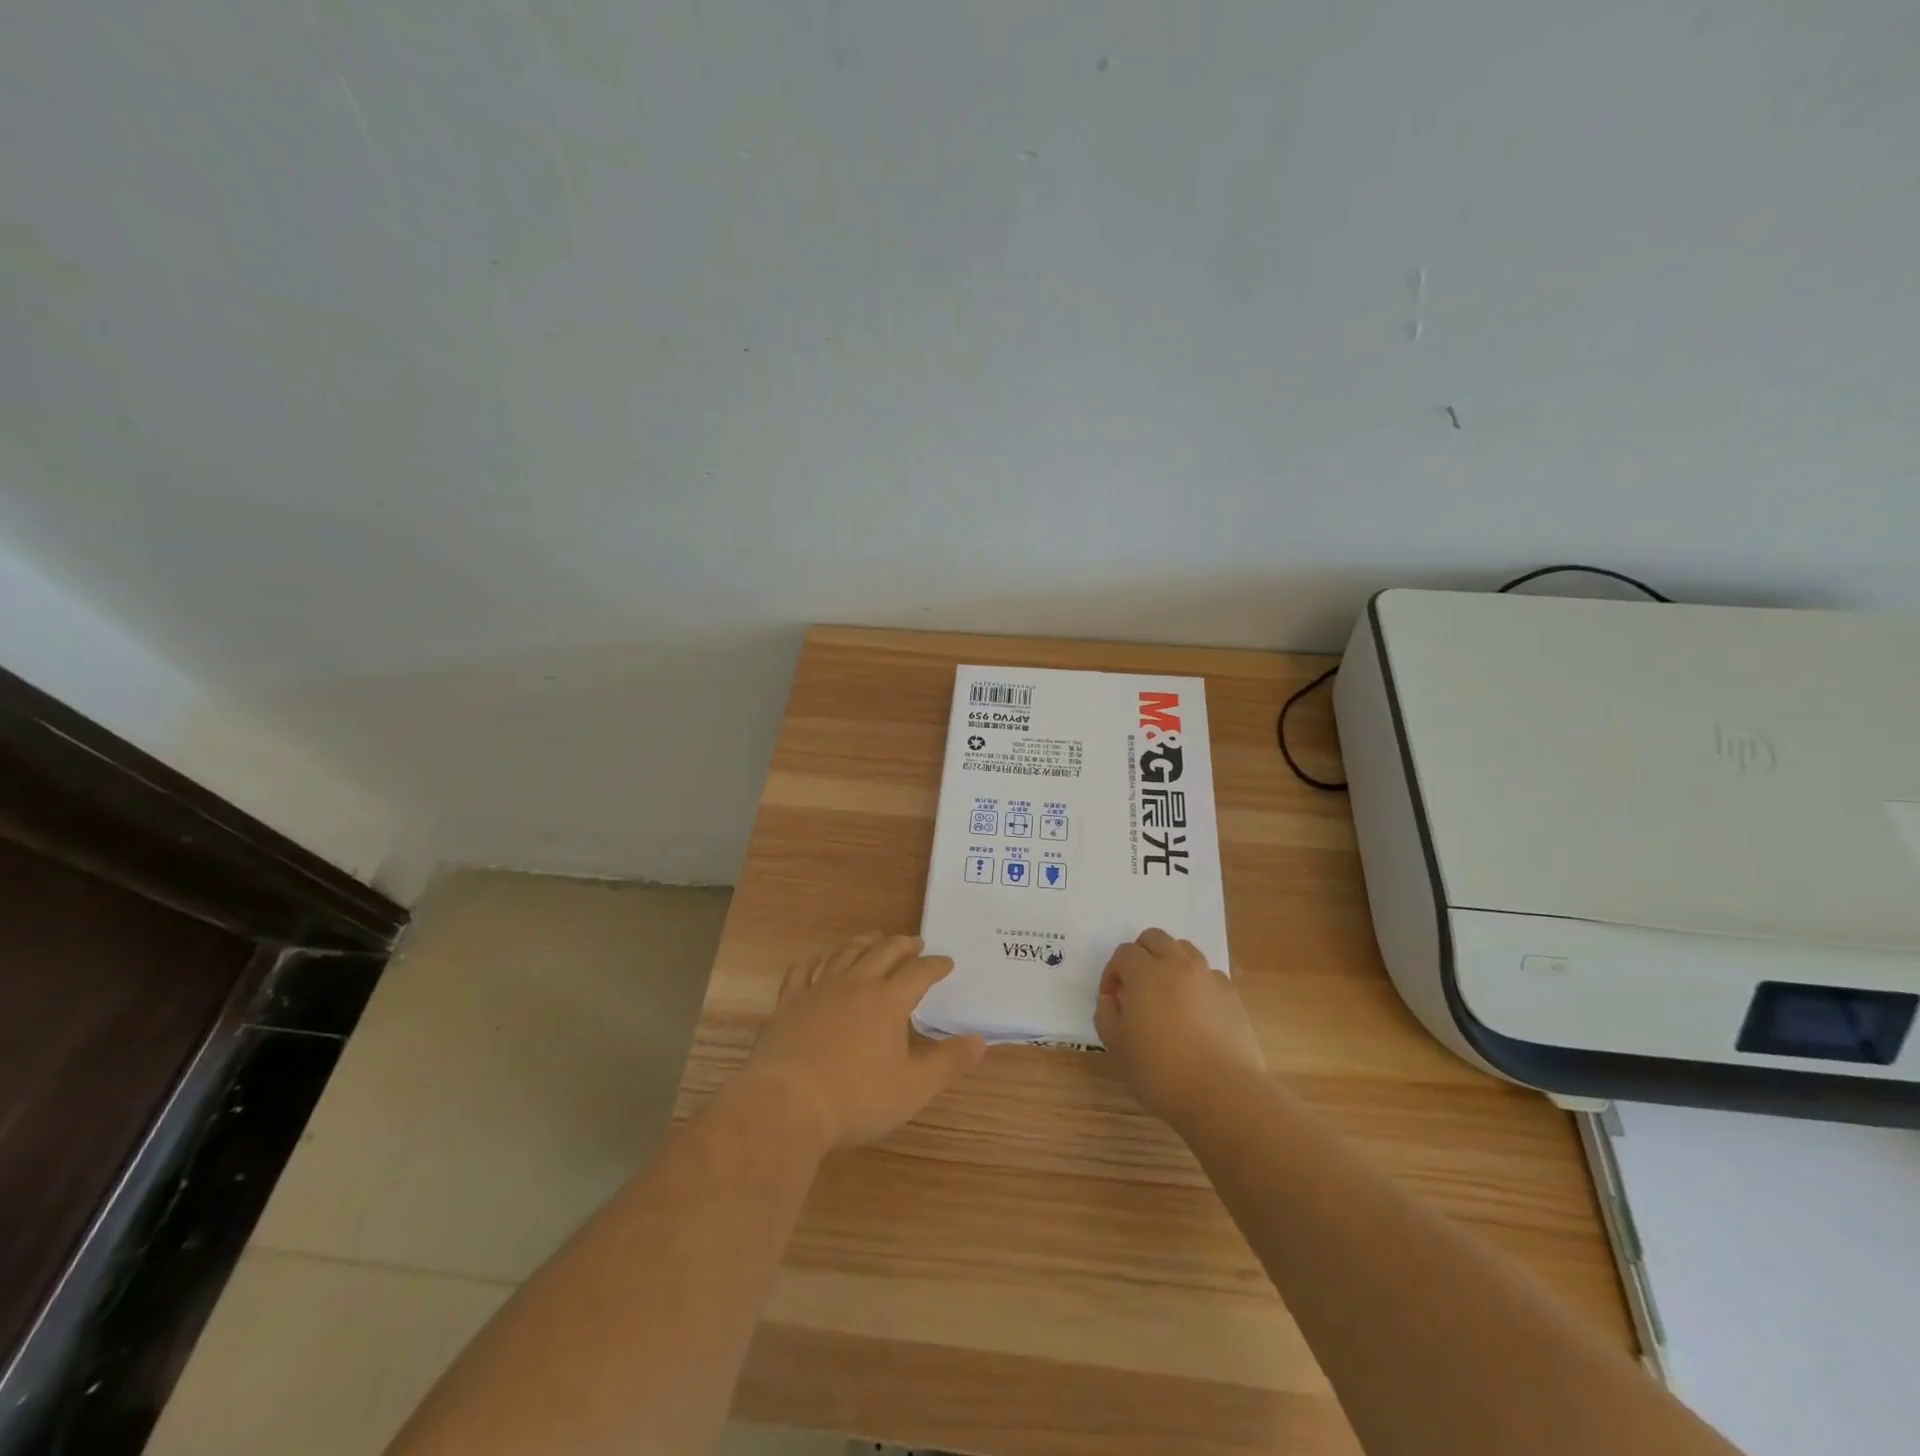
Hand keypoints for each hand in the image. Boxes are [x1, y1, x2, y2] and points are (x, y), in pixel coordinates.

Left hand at [735, 933, 985, 1150]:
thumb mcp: (913, 1088)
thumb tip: (980, 1040)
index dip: (935, 965)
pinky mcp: (789, 1003)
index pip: (919, 973)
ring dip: (863, 942)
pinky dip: (816, 961)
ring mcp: (819, 989)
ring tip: (874, 938)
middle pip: (883, 952)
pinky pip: (804, 970)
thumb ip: (948, 1062)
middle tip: (915, 942)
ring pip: (845, 953)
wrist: (786, 1104)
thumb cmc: (856, 1098)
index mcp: (888, 1001)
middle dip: (903, 944)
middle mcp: (856, 984)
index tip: (946, 962)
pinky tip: (820, 961)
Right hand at [1095, 928, 1266, 1123]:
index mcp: (1145, 972)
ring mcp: (1209, 977)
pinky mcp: (1232, 995)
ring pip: (1185, 950)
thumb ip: (1106, 1013)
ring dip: (1170, 963)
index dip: (1112, 972)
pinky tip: (1195, 1012)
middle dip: (1141, 955)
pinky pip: (1209, 974)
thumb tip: (1112, 998)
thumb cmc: (1160, 1071)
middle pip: (1155, 938)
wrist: (1223, 1093)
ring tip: (1167, 995)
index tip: (1113, 999)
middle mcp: (1178, 965)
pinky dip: (1197, 982)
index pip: (1123, 953)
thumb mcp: (1116, 1046)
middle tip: (1137, 987)